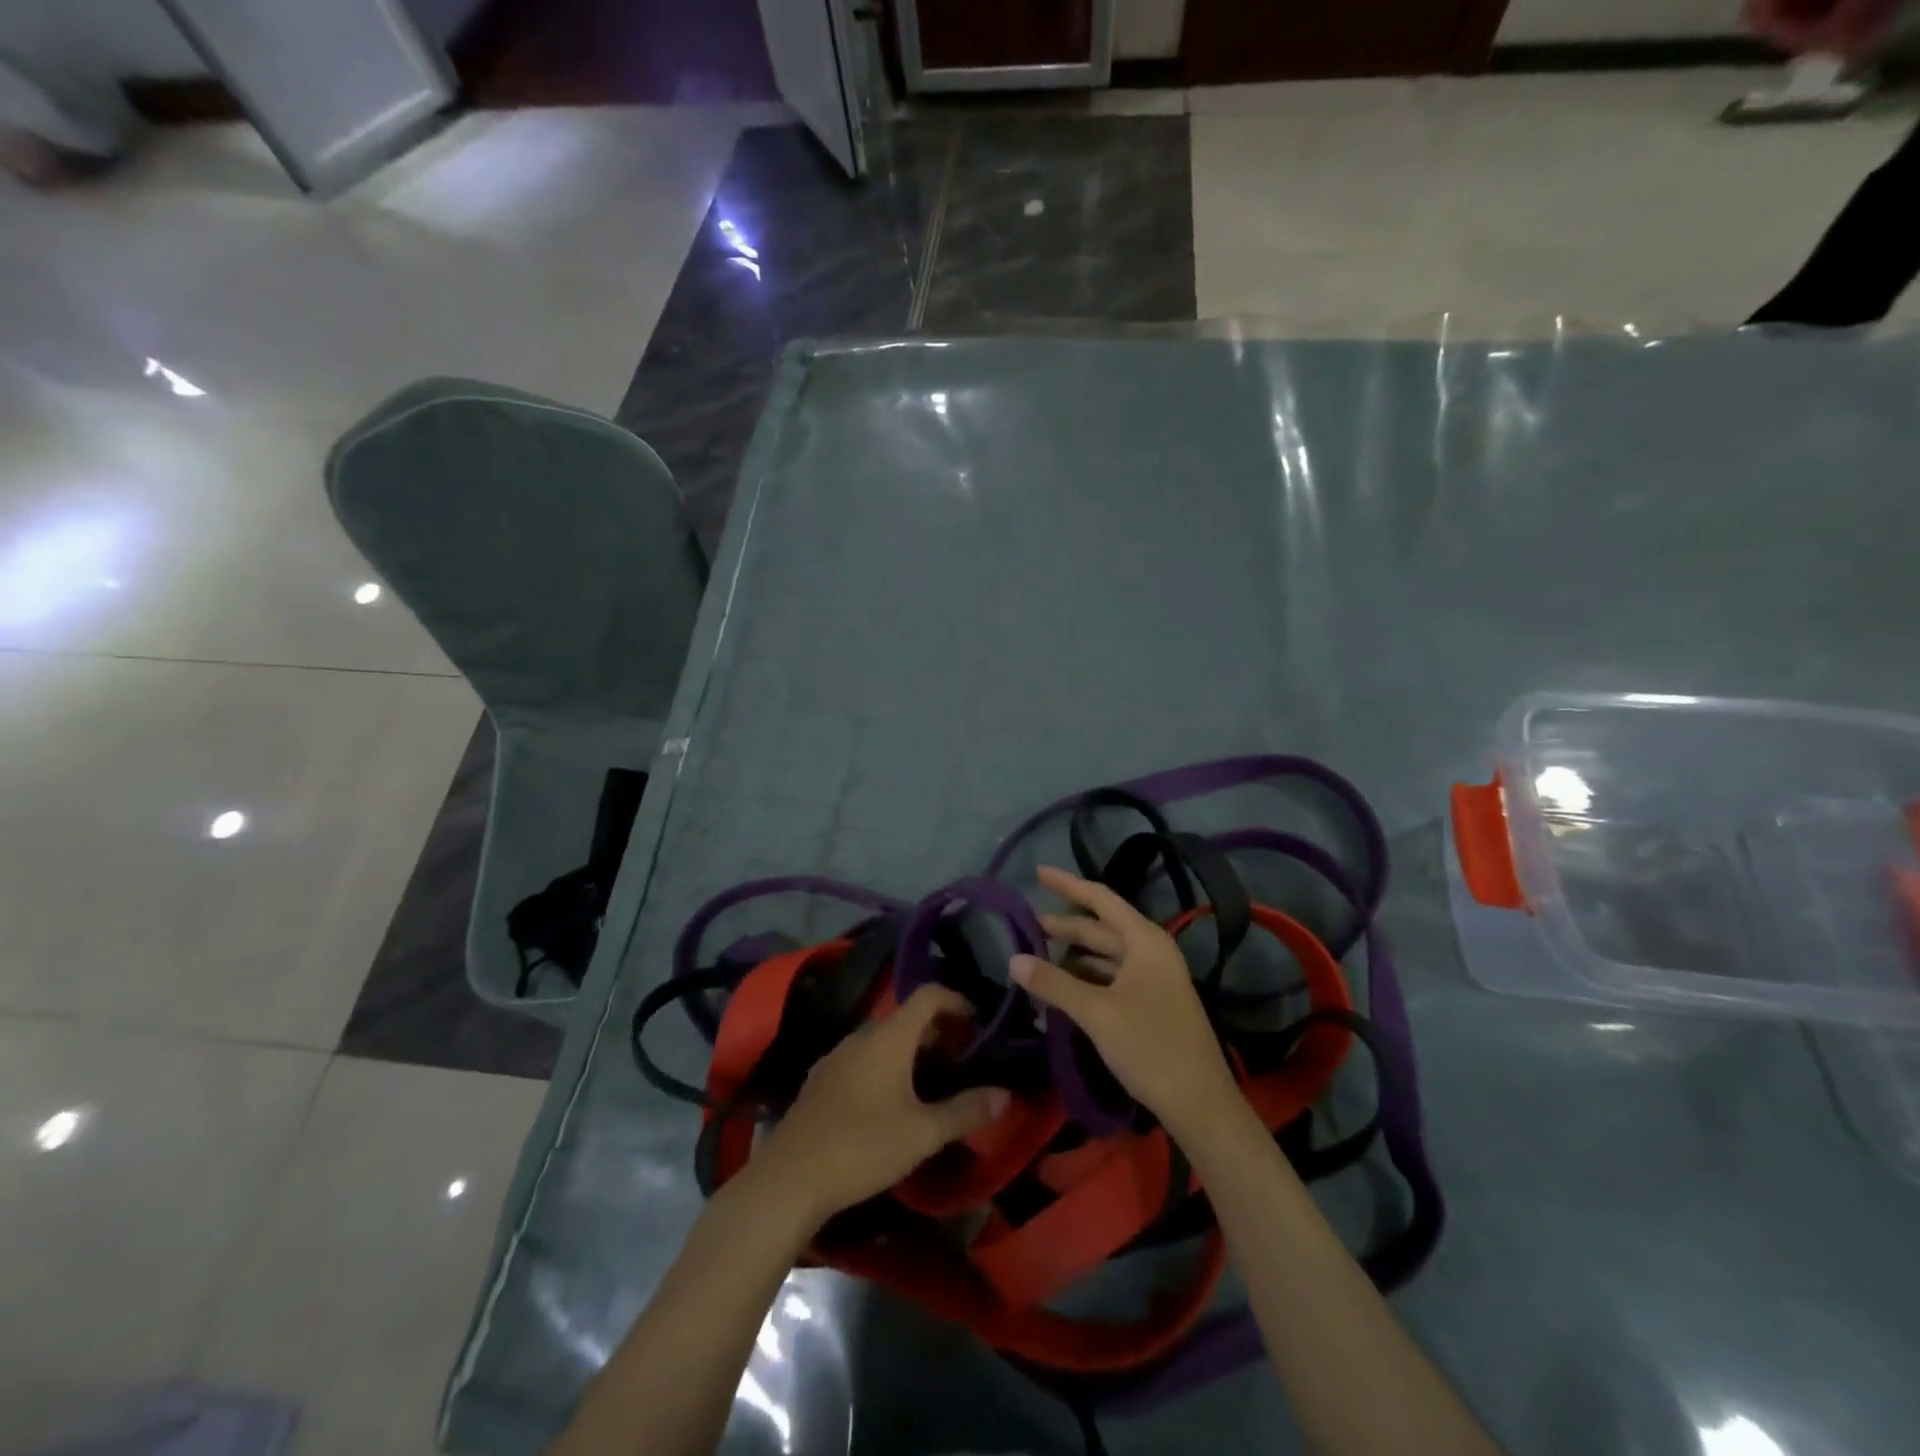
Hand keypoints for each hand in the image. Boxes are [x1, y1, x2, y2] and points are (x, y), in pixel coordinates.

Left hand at [748, 985, 1009, 1229]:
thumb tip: (1005, 1094)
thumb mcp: (923, 1133)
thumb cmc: (863, 1147)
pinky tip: (893, 1102)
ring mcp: (838, 1055)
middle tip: (964, 1060)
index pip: (929, 994)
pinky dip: (888, 1064)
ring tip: (934, 1082)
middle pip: (908, 1016)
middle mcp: (863, 1034)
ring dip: (913, 1049)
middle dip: (940, 1031)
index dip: (958, 1001)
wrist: (790, 1178)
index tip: (979, 1025)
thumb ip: (966, 1110)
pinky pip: (864, 1057)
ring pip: (885, 1038)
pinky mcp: (822, 1078)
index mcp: (890, 1036)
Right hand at [1011, 865, 1239, 1136]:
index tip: (1036, 873)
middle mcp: (1151, 951)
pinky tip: (1061, 988)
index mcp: (1145, 941)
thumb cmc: (1150, 1047)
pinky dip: (1085, 979)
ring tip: (1037, 955)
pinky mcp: (1151, 1003)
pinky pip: (1111, 978)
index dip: (1067, 884)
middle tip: (1027, 923)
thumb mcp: (1096, 1013)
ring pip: (1105, 955)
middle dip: (1065, 925)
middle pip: (1101, 928)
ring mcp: (1153, 978)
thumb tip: (1014, 959)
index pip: (1100, 899)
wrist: (1200, 1104)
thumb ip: (1054, 983)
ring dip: (1073, 955)